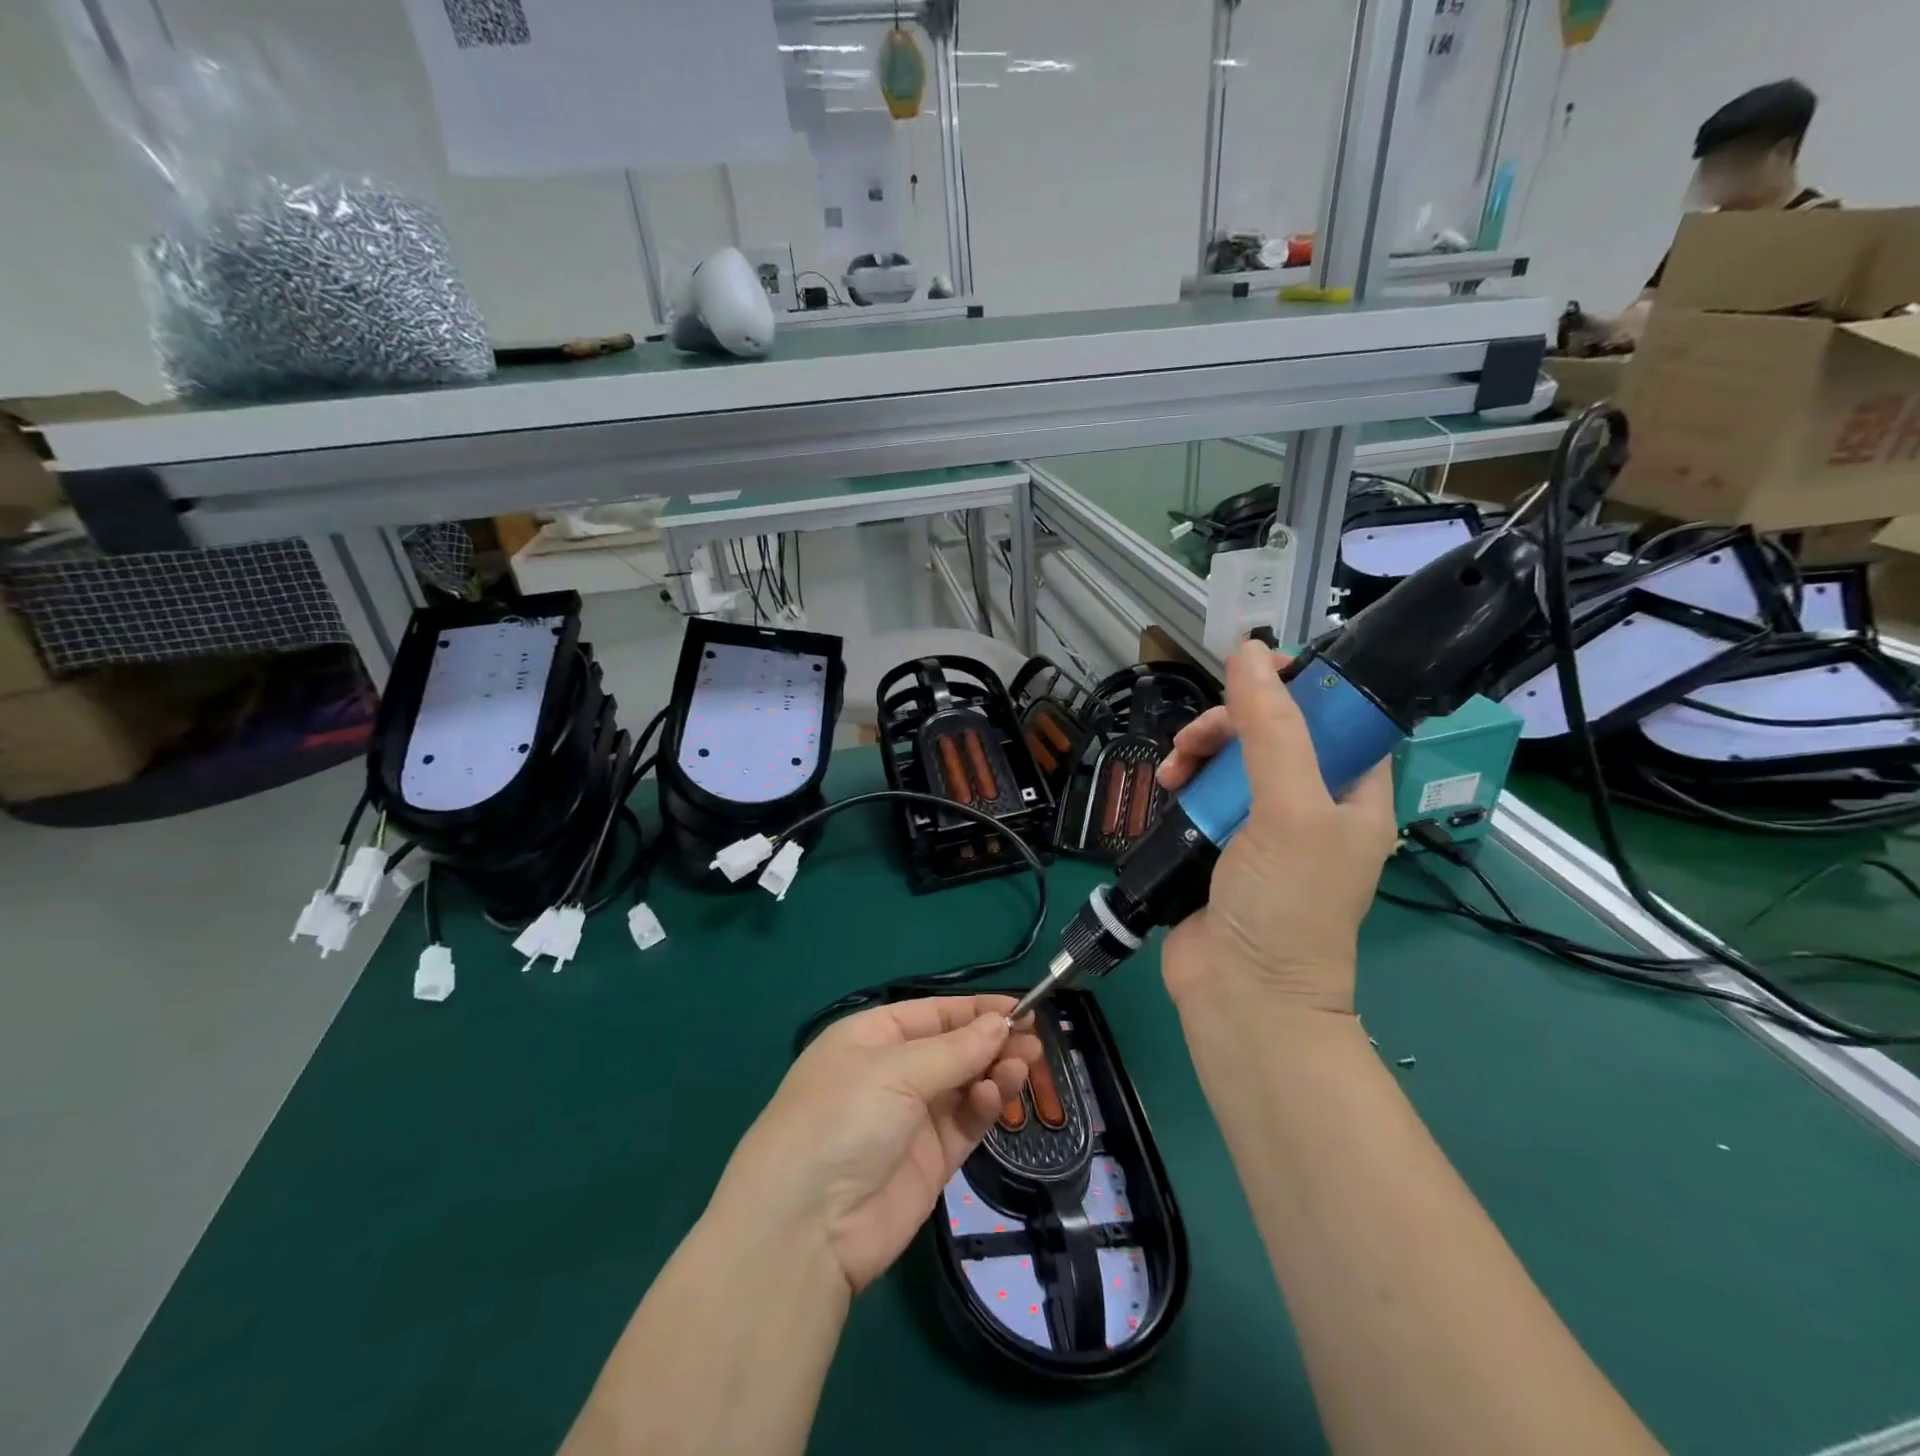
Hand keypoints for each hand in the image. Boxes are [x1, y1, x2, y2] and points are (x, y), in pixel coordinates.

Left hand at [715, 996, 1042, 1294]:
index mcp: (872, 1037)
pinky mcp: (930, 1160)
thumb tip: (1000, 1022)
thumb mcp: (895, 1070)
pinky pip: (966, 1122)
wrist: (806, 1227)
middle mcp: (892, 1072)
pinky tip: (997, 1095)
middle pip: (954, 1048)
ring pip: (965, 1084)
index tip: (1023, 1008)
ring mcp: (912, 1118)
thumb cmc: (842, 1118)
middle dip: (992, 1040)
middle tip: (1034, 1039)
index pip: (933, 1013)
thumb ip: (955, 1050)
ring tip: (1024, 1064)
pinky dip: (985, 1106)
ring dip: (995, 1071)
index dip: (976, 1009)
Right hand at [1155, 641, 1396, 1016]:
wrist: (1240, 996)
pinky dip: (1182, 784)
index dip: (1301, 687)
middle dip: (1231, 725)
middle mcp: (1310, 806)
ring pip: (1229, 761)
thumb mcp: (1289, 811)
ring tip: (1174, 770)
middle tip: (1199, 739)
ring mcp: (1260, 827)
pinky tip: (1166, 788)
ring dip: (1198, 753)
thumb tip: (1248, 650)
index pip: (1338, 718)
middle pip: (1272, 734)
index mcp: (1352, 795)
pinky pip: (1200, 793)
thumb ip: (1271, 731)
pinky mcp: (1217, 844)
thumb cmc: (1285, 905)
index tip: (1254, 671)